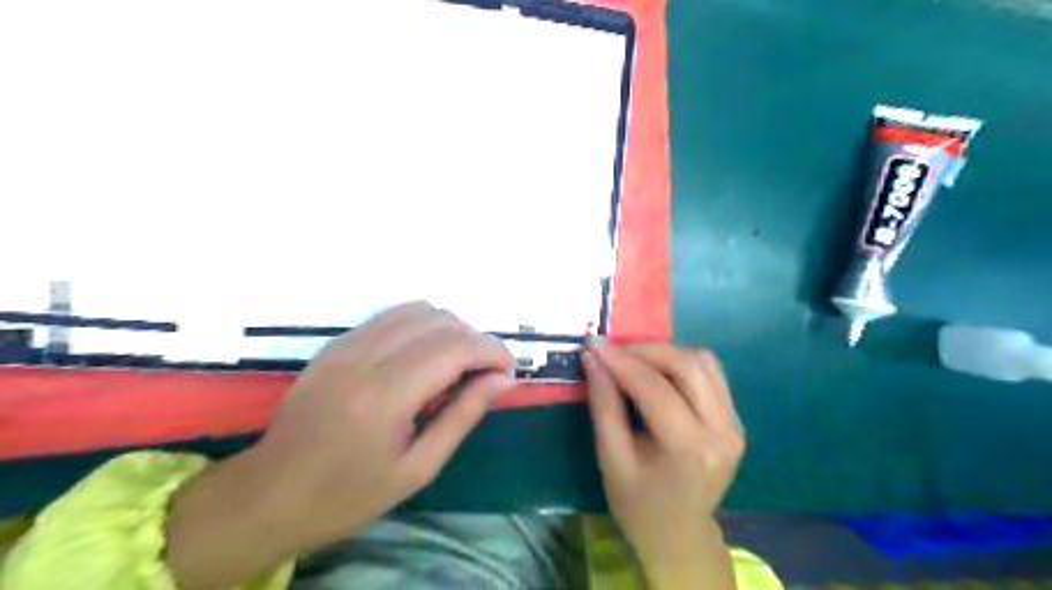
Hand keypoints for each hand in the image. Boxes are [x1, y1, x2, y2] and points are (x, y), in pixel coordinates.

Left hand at [166, 304, 515, 589]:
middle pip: (440, 320)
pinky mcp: (337, 342)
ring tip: (454, 366)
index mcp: (385, 396)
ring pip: (418, 309)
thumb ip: (464, 415)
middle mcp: (364, 357)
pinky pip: (392, 316)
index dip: (492, 351)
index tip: (508, 370)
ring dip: (449, 330)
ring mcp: (346, 344)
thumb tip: (504, 380)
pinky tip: (422, 359)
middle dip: (474, 340)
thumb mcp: (418, 467)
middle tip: (482, 375)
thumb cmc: (348, 494)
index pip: (455, 348)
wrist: (269, 494)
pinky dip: (421, 327)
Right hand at [584, 341, 746, 589]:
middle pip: (688, 365)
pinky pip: (709, 372)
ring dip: (664, 352)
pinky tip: (655, 370)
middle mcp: (722, 431)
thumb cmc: (638, 504)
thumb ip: (604, 405)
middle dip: (645, 349)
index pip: (655, 389)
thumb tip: (594, 358)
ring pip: (703, 361)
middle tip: (612, 351)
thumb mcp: (611, 459)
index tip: (594, 343)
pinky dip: (679, 362)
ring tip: (631, 358)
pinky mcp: (735, 418)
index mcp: (689, 451)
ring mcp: (734, 424)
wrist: (679, 534)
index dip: (622, 361)